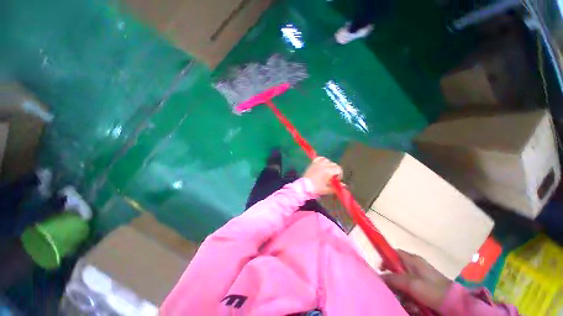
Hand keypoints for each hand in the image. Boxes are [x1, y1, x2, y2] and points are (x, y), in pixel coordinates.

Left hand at [303, 157, 342, 195]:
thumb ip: (337, 187)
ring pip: (328, 160)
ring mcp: (318, 163)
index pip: (339, 169)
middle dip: (335, 171)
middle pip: (334, 165)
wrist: (303, 186)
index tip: (336, 180)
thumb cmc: (316, 188)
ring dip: (329, 165)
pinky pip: (320, 158)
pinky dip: (322, 160)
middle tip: (332, 178)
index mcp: (329, 171)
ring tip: (327, 171)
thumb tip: (344, 185)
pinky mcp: (313, 163)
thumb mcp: (327, 189)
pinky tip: (322, 164)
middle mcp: (324, 165)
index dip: (339, 175)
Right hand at [382, 250, 451, 310]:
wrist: (455, 303)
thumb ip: (394, 278)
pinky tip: (408, 302)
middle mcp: (414, 266)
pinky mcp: (423, 288)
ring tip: (401, 298)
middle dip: (391, 278)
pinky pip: (408, 289)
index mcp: (412, 260)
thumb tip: (379, 277)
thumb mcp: (412, 284)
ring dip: (399, 289)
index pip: (393, 253)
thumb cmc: (433, 289)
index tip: (380, 269)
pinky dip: (406, 295)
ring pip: (401, 280)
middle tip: (390, 288)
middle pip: (395, 268)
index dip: (385, 258)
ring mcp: (419, 278)